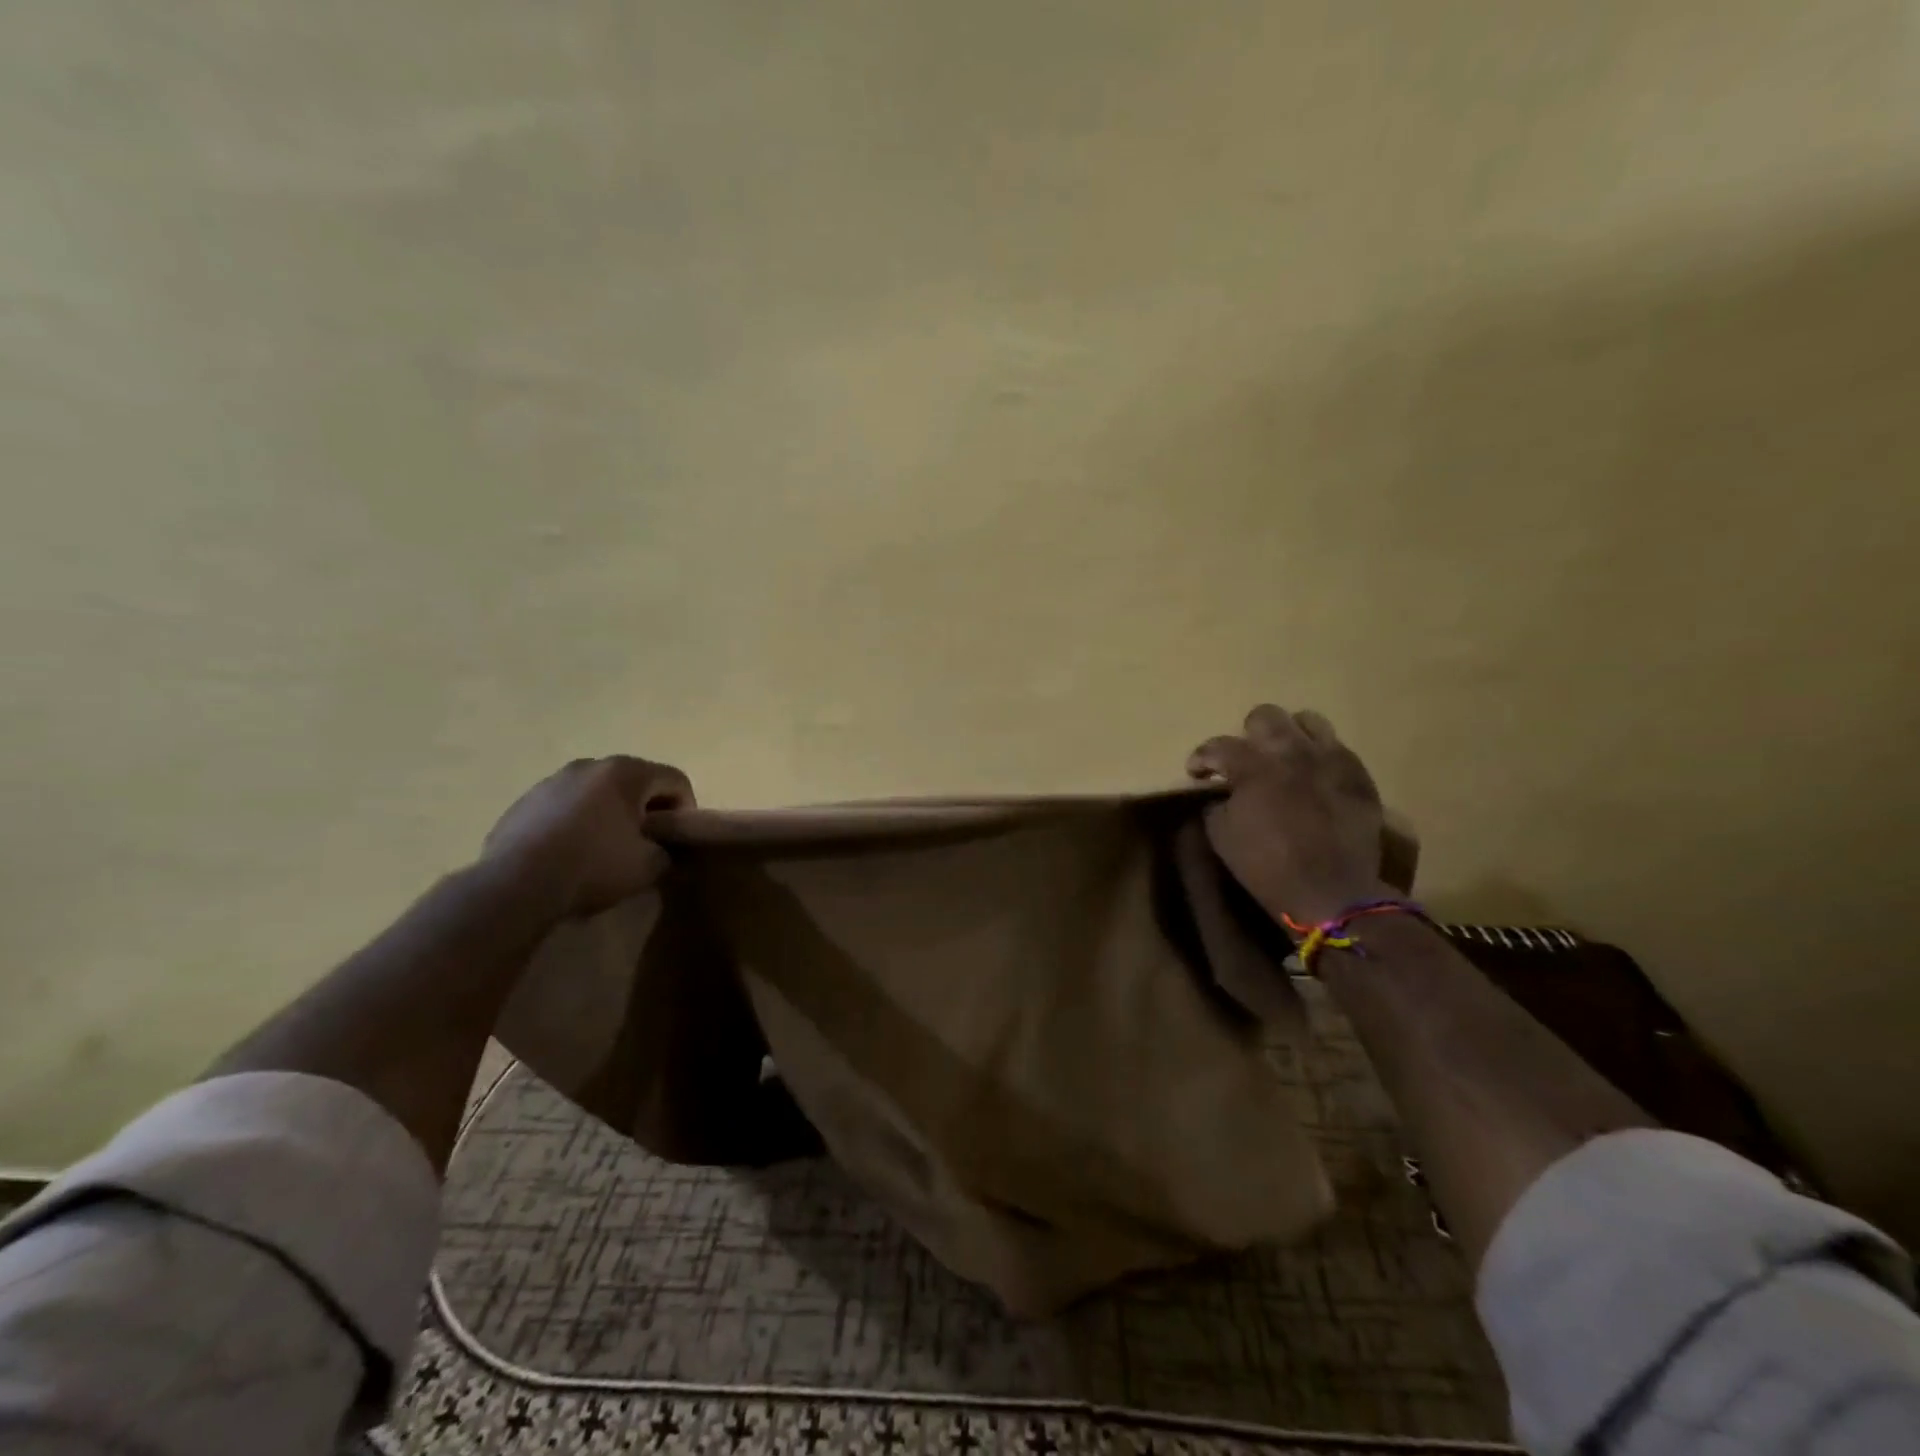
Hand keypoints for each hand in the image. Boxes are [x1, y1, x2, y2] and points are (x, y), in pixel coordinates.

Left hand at [481, 756, 694, 918]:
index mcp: (626, 772)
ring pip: (598, 791)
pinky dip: (578, 821)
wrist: (516, 884)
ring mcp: (553, 780)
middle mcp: (590, 765)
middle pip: (635, 780)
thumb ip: (668, 852)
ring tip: (606, 847)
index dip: (686, 808)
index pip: (675, 780)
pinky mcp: (525, 800)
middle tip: (647, 841)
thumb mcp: (649, 867)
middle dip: (646, 808)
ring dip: (611, 812)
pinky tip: (572, 852)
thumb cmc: (593, 866)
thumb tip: (664, 850)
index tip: (678, 838)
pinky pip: (566, 805)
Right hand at [1188, 705, 1387, 925]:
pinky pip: (1338, 748)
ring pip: (1308, 721)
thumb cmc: (1267, 867)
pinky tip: (1315, 776)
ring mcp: (1329, 759)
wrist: (1331, 892)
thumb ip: (1216, 805)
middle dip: (1247, 734)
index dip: (1201, 757)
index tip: (1197, 772)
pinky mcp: (1358, 775)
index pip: (1218, 745)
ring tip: (1285, 755)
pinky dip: (1320, 756)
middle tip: (1245, 758)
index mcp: (1253, 767)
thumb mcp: (1222, 838)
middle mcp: (1291, 752)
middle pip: (1265, 716)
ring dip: (1290, 734)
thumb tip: (1221, 794)